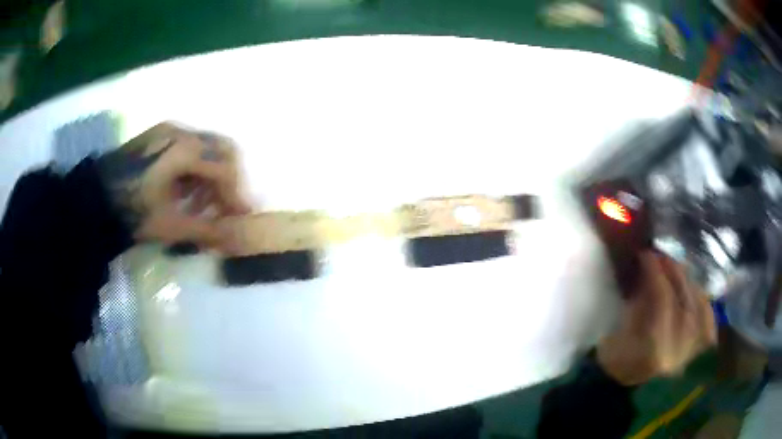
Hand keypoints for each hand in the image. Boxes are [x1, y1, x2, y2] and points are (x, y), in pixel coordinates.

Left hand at [97, 123, 250, 251]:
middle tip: (227, 207)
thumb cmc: (131, 212)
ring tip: (203, 206)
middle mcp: (180, 132)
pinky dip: (196, 171)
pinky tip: (186, 193)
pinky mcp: (158, 137)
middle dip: (230, 181)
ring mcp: (168, 131)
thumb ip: (206, 230)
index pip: (225, 167)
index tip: (242, 217)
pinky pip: (189, 148)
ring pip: (206, 148)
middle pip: (222, 149)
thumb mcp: (168, 225)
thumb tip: (236, 239)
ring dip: (212, 176)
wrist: (93, 200)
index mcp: (183, 149)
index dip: (238, 194)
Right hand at [597, 252, 716, 385]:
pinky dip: (705, 304)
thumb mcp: (620, 338)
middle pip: (687, 300)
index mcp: (657, 351)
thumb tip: (648, 273)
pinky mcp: (701, 360)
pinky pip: (710, 324)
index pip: (664, 299)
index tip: (645, 255)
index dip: (656, 272)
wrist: (628, 402)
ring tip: (679, 273)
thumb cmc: (617, 371)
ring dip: (690, 284)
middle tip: (663, 257)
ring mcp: (695, 357)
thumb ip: (638, 304)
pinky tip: (697, 294)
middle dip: (675, 272)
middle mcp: (683, 353)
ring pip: (702, 307)